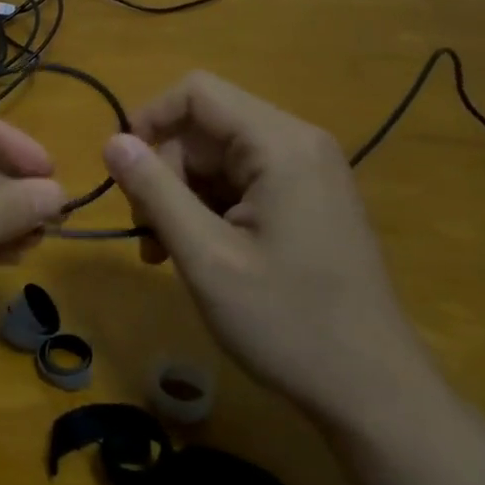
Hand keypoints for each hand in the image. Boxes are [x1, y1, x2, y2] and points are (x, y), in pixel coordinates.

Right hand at [101, 71, 438, 428]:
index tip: (121, 171)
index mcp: (280, 145)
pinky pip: (240, 184)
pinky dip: (208, 211)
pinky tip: (196, 256)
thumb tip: (112, 141)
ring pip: (217, 158)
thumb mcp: (205, 256)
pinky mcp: (307, 201)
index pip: (196, 92)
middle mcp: (298, 144)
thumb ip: (154, 191)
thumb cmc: (286, 322)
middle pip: (204, 127)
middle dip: (164, 172)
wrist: (372, 392)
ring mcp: (307, 174)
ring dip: (181, 197)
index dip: (148, 120)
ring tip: (164, 254)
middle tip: (147, 233)